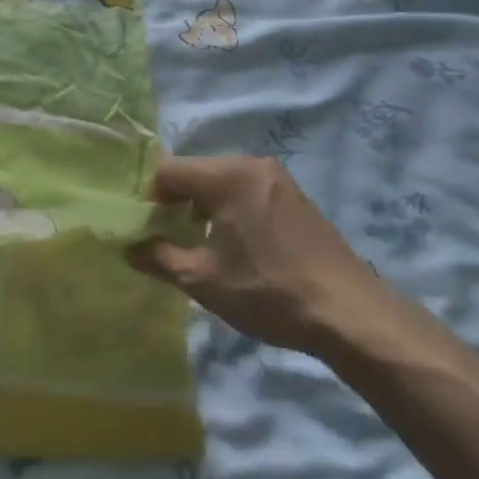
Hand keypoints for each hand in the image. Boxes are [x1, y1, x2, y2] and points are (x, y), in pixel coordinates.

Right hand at [127, 157, 394, 353]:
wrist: (349, 313)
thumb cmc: (267, 290)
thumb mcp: (202, 280)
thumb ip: (158, 258)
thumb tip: (129, 249)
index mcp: (227, 175)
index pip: (168, 171)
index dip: (149, 200)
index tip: (148, 233)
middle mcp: (253, 165)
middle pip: (196, 173)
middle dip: (176, 203)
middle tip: (169, 241)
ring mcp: (279, 180)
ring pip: (222, 183)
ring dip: (203, 208)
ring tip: (201, 248)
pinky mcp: (297, 198)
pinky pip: (248, 192)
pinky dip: (230, 211)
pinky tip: (237, 248)